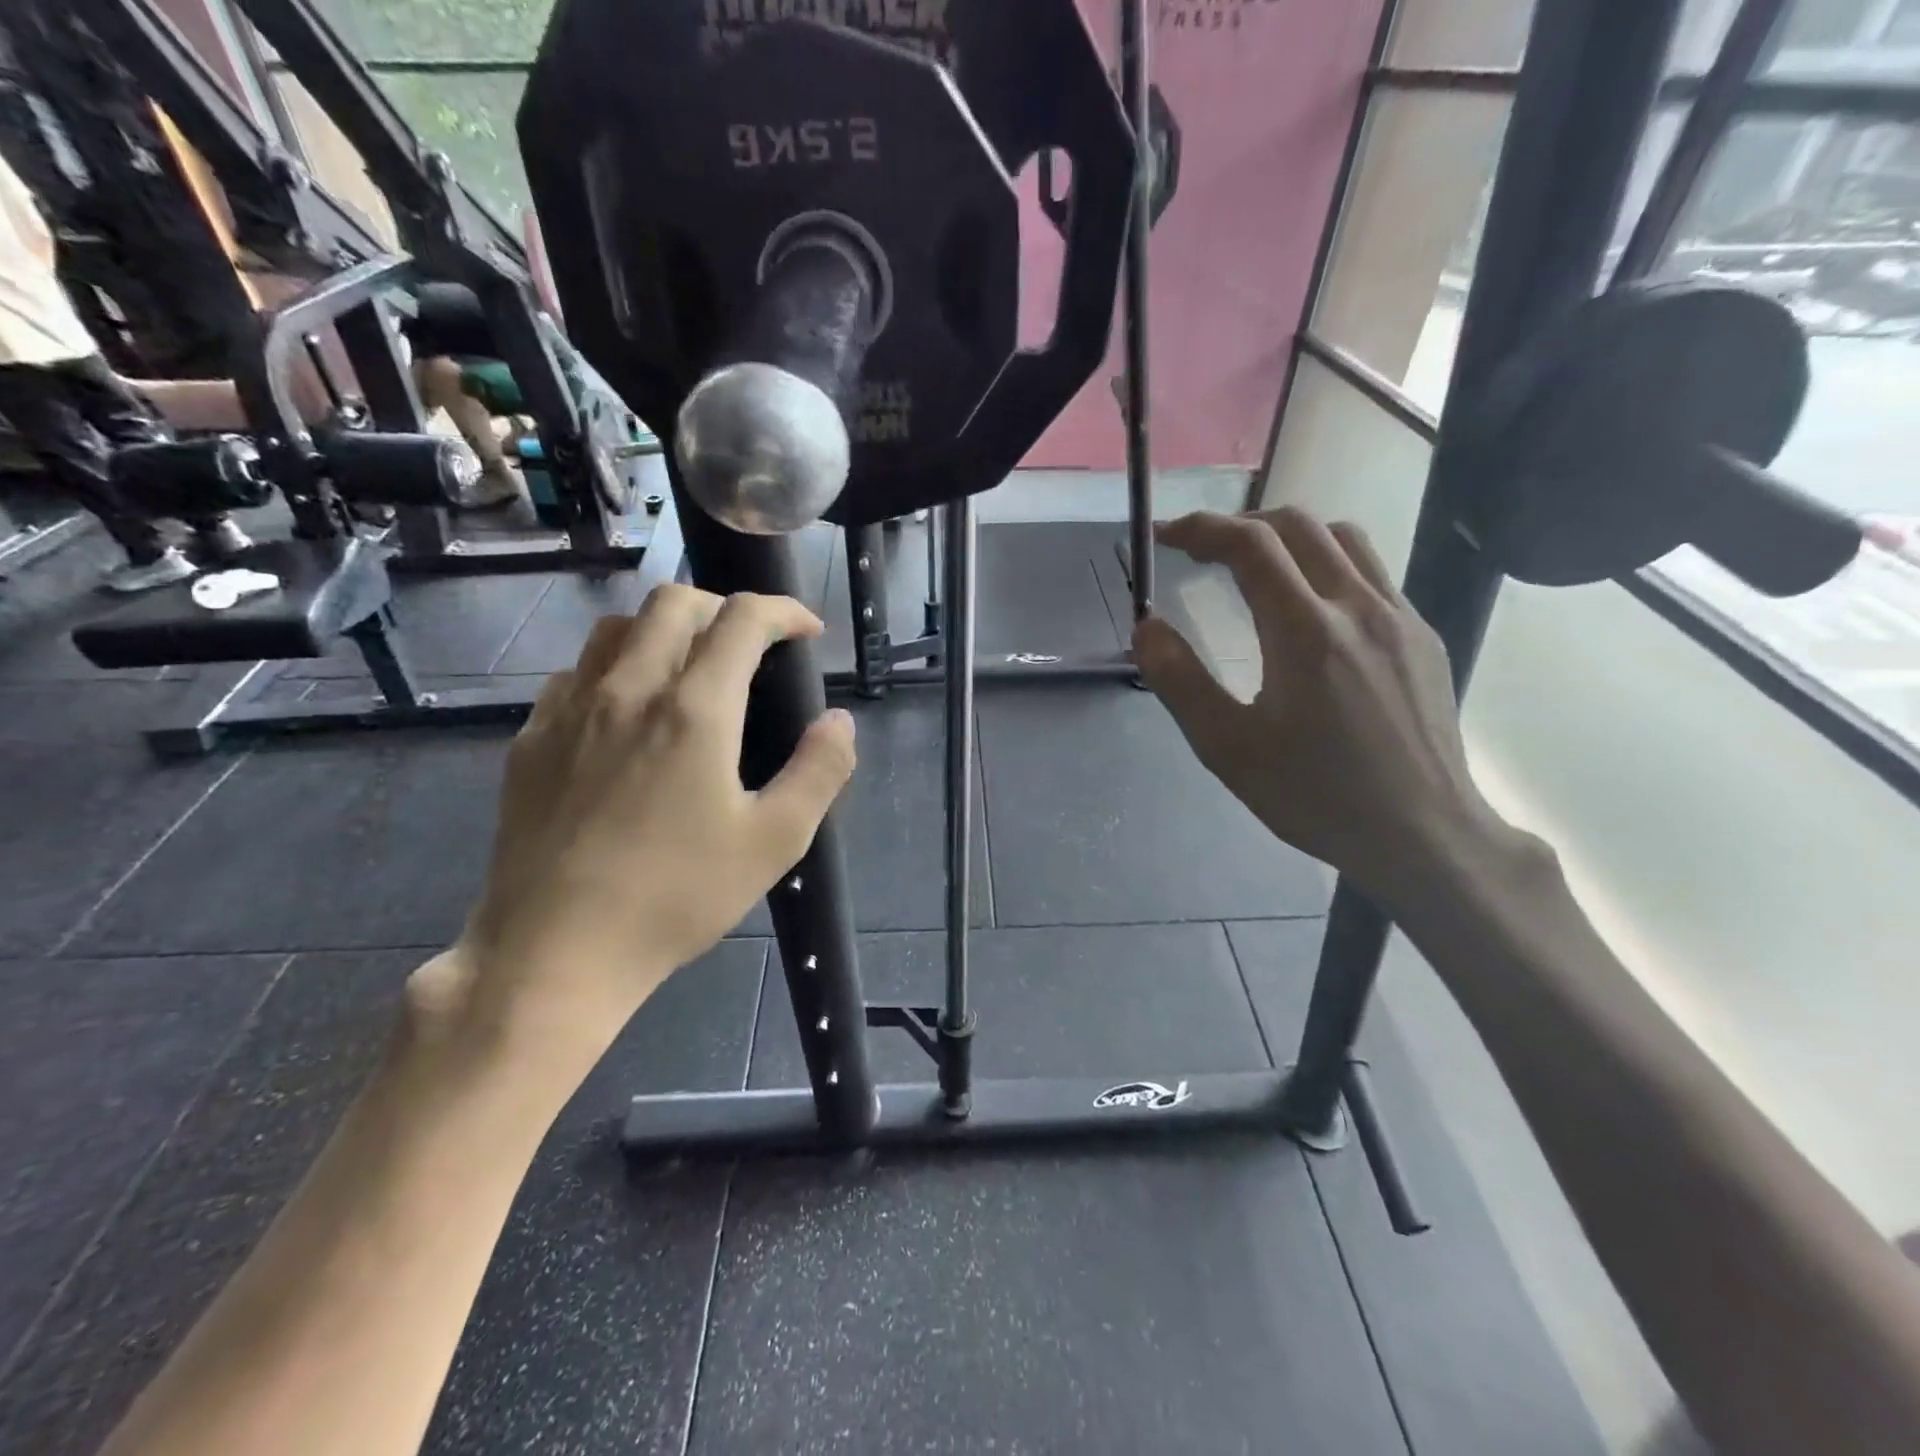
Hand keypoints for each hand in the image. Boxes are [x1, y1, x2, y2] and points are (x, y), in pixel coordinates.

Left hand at [439, 586, 856, 1060]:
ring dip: (666, 629)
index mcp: (694, 709)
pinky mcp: (531, 738)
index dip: (783, 611)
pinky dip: (615, 665)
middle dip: (724, 608)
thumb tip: (839, 721)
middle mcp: (628, 689)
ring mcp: (570, 710)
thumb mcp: (775, 842)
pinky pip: (576, 671)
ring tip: (691, 668)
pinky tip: (628, 709)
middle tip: (751, 647)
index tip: (807, 633)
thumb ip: (819, 771)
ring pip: (617, 627)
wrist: (556, 951)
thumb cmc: (677, 897)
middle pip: (674, 602)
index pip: (742, 619)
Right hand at [1134, 508, 1514, 910]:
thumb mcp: (1227, 748)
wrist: (1422, 833)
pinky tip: (1311, 610)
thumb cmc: (1315, 796)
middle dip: (1239, 525)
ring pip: (1343, 539)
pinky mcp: (1422, 636)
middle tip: (1201, 553)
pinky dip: (1327, 565)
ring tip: (1255, 568)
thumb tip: (1146, 626)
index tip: (1165, 537)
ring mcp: (1400, 617)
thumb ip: (1180, 681)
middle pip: (1297, 525)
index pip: (1250, 545)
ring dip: (1288, 537)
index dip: (1200, 529)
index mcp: (1305, 632)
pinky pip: (1372, 573)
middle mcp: (1358, 606)